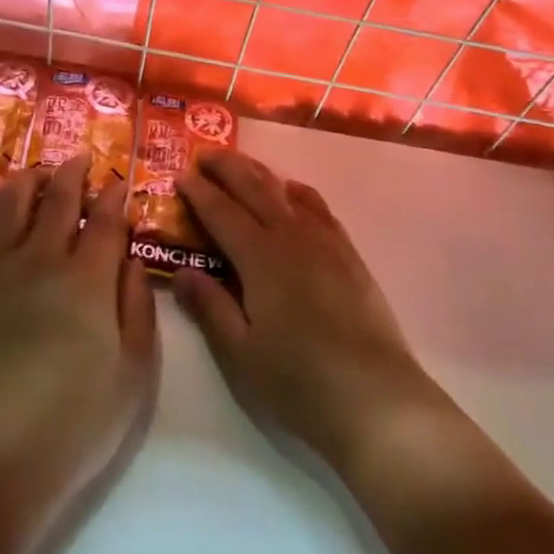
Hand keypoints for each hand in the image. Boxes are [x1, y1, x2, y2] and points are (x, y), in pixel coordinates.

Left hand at [0, 155, 156, 538]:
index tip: (121, 181)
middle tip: (83, 159)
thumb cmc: (72, 428)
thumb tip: (132, 261)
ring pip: (11, 200)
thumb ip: (139, 309)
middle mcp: (41, 259)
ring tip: (40, 175)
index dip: (115, 194)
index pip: (106, 218)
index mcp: (88, 279)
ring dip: (29, 179)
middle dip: (75, 172)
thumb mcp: (133, 376)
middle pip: (59, 197)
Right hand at [174, 150, 451, 474]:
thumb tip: (182, 271)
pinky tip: (291, 194)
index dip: (198, 192)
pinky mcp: (348, 252)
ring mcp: (324, 240)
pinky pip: (317, 206)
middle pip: (254, 187)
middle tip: (203, 156)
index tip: (178, 176)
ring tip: (240, 166)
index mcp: (260, 256)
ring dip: (258, 172)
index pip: (221, 211)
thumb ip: (210, 307)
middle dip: (226, 167)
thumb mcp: (240, 354)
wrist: (375, 397)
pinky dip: (296, 191)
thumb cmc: (299, 381)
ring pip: (285, 189)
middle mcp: (291, 235)